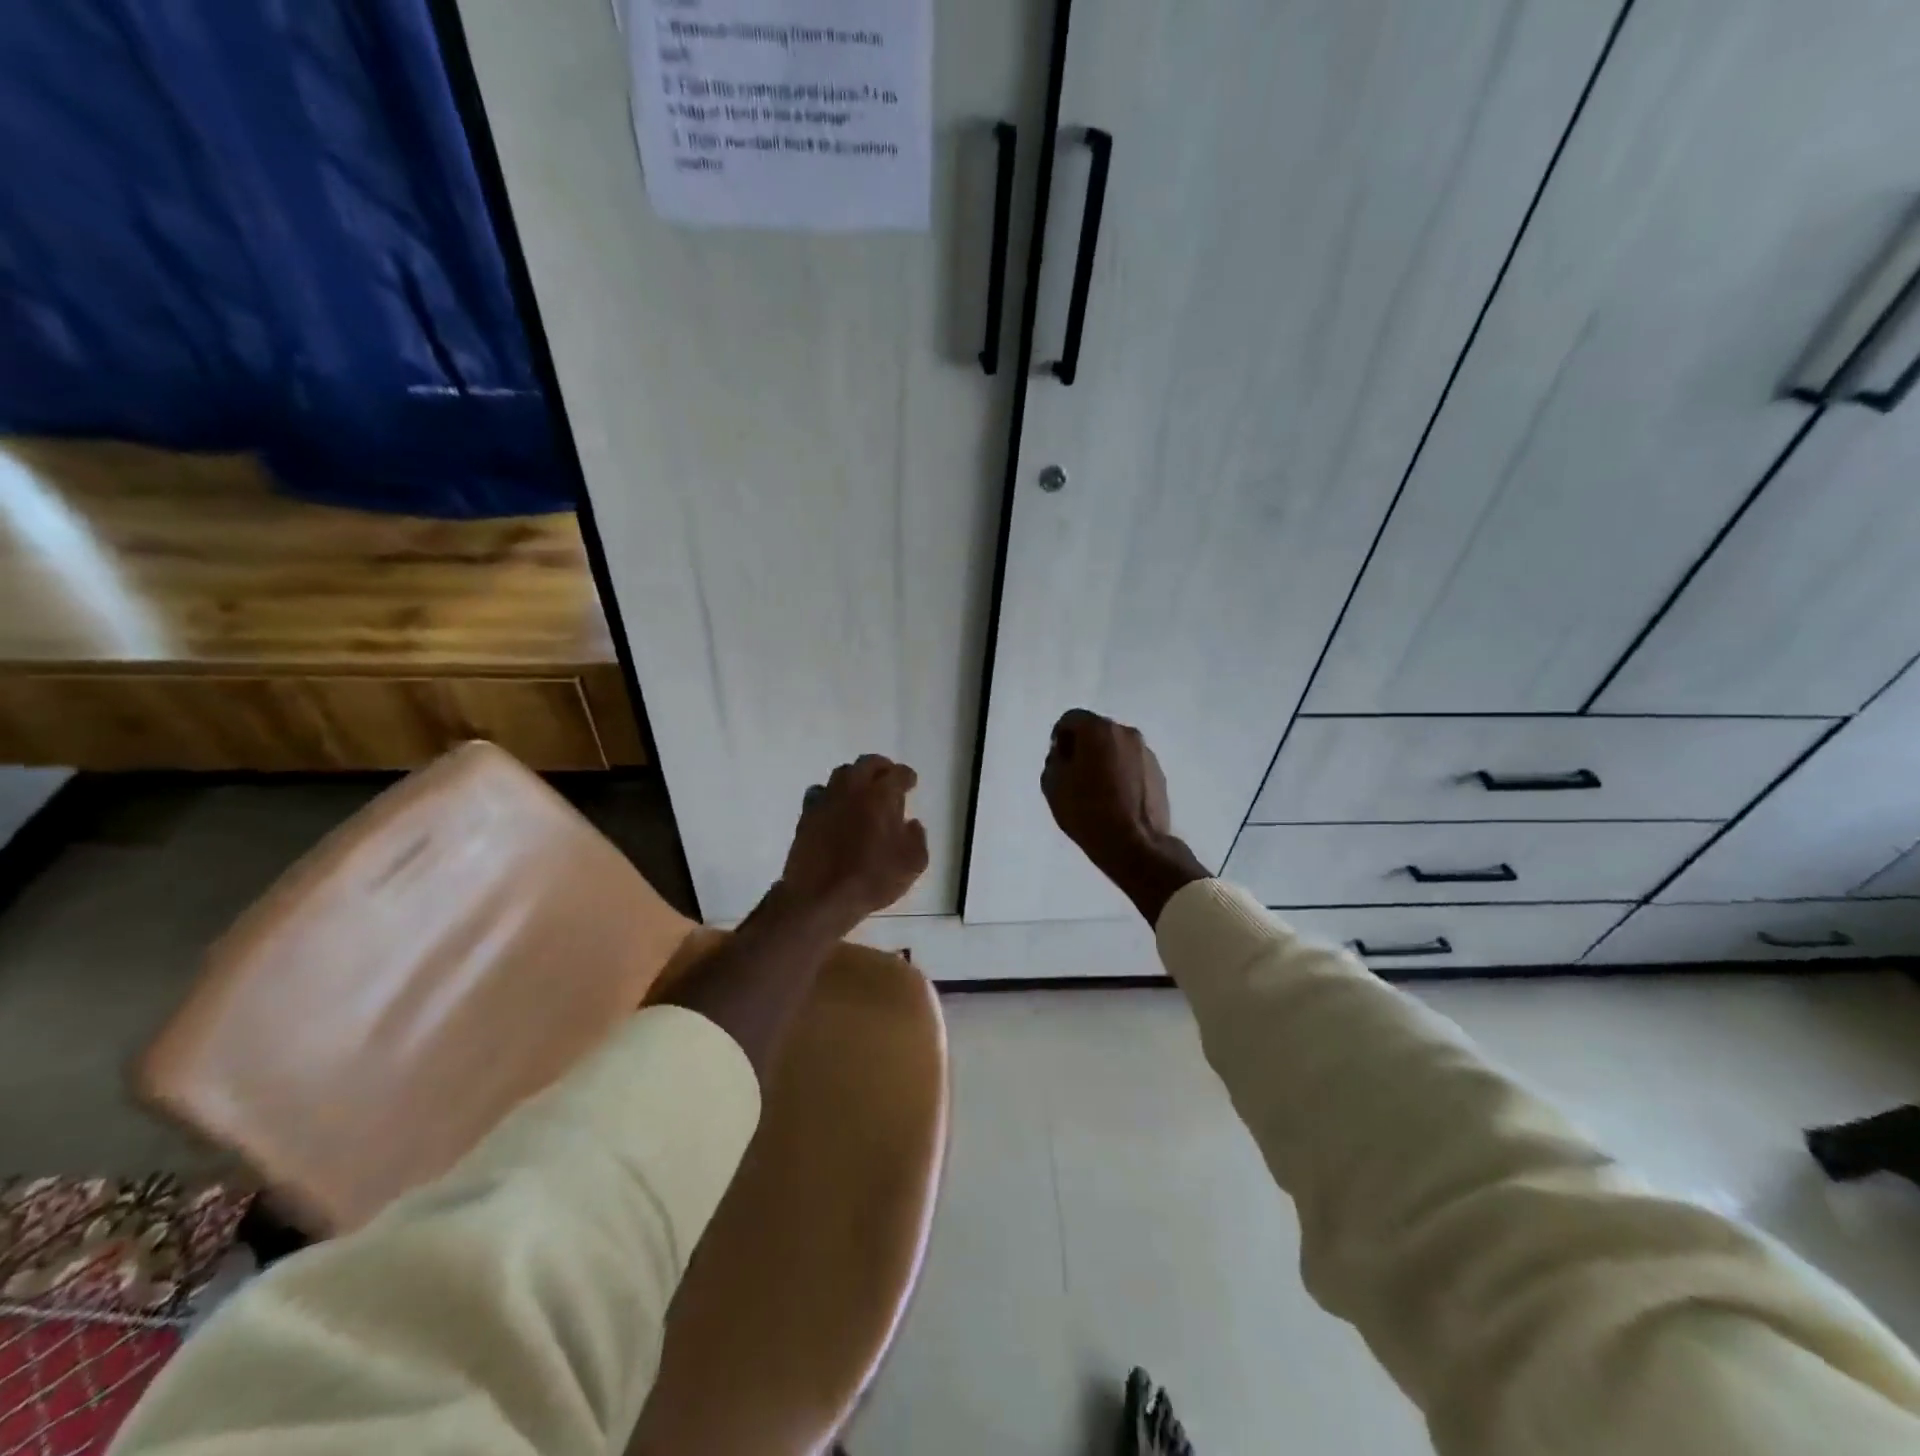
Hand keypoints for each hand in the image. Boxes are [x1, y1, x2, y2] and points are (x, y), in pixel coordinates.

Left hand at [779, 754, 928, 931]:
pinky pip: (820, 793)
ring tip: (862, 791)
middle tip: (888, 777)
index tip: (910, 782)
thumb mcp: (912, 864)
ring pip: (842, 774)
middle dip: (881, 767)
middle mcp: (853, 789)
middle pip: (867, 764)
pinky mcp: (806, 815)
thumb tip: (911, 824)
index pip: (898, 774)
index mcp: (881, 795)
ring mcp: (826, 800)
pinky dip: (831, 795)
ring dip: (855, 777)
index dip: (907, 777)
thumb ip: (917, 838)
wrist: (819, 896)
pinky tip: (835, 808)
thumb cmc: (872, 879)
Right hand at [1041, 710, 1172, 870]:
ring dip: (1104, 760)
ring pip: (1116, 747)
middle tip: (1075, 775)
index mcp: (1098, 730)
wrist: (1135, 845)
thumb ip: (1055, 760)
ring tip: (1097, 790)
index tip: (1058, 762)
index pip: (1071, 719)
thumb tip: (1066, 755)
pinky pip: (1131, 764)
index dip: (1059, 738)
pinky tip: (1116, 798)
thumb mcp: (1053, 785)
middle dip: (1083, 747)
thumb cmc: (1088, 811)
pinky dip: (1121, 773)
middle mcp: (1126, 733)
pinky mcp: (1158, 772)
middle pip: (1096, 731)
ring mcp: (1146, 752)